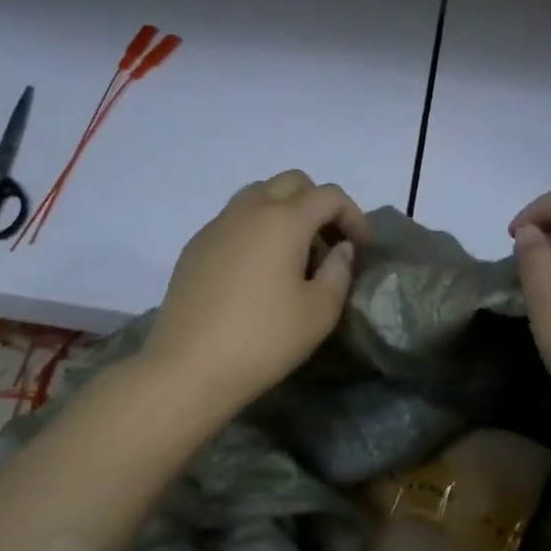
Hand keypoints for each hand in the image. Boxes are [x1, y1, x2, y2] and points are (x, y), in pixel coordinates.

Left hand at [142, 170, 368, 416]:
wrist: (188, 367)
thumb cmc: (264, 339)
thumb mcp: (319, 312)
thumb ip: (339, 271)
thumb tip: (340, 248)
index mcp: (284, 220)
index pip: (329, 195)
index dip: (354, 215)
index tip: (362, 247)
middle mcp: (249, 210)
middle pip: (292, 182)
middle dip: (318, 203)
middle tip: (329, 242)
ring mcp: (217, 225)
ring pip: (259, 194)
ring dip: (285, 211)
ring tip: (294, 253)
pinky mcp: (195, 245)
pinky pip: (234, 219)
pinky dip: (256, 228)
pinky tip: (258, 269)